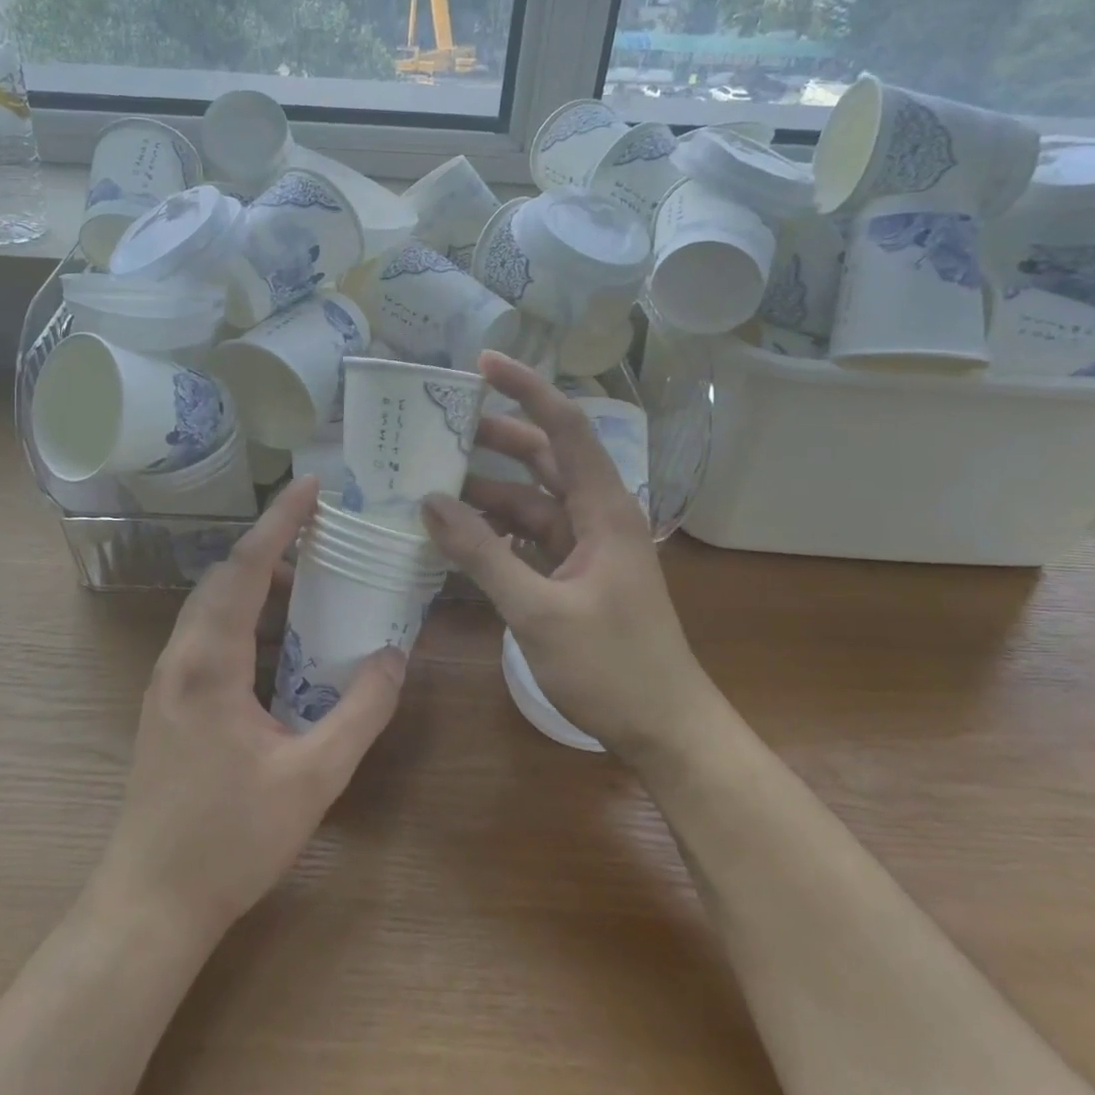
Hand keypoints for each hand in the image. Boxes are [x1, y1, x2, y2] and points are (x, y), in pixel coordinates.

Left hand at [95, 476, 405, 942]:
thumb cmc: (230, 841)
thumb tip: (395, 655)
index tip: (311, 485)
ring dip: (257, 580)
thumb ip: (360, 711)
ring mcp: (168, 678)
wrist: (149, 904)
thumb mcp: (313, 778)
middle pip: (225, 576)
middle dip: (272, 544)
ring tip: (310, 580)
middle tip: (322, 530)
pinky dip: (245, 612)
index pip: (247, 568)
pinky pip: (208, 631)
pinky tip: (279, 637)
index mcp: (209, 662)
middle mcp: (181, 657)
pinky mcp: (169, 699)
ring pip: (212, 603)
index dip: (280, 521)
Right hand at [421, 352, 701, 762]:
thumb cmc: (612, 667)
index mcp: (603, 508)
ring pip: (531, 499)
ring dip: (486, 490)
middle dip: (495, 437)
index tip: (481, 365)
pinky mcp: (574, 574)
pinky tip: (456, 535)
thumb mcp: (538, 610)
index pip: (564, 427)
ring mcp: (585, 546)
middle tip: (439, 426)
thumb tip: (429, 503)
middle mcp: (596, 515)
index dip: (526, 389)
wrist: (665, 730)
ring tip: (431, 483)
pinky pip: (528, 536)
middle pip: (543, 457)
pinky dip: (494, 530)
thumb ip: (481, 554)